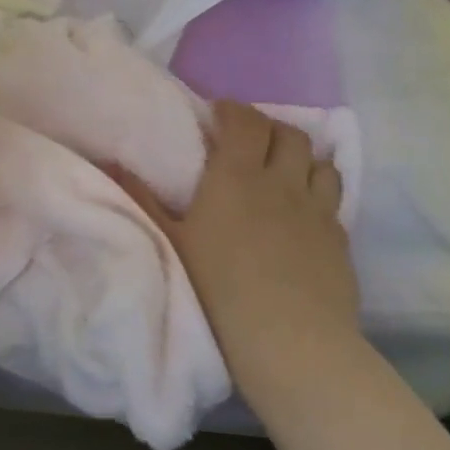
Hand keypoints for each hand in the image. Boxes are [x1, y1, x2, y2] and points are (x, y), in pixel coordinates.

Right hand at [119, 102, 361, 416]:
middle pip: (288, 134)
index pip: (245, 121)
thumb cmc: (218, 288)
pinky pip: (333, 199)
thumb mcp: (170, 242)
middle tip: (248, 139)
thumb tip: (110, 163)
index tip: (218, 113)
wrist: (289, 340)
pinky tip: (305, 211)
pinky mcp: (339, 238)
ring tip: (284, 169)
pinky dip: (318, 191)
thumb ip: (142, 199)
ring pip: (320, 162)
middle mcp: (282, 182)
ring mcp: (317, 209)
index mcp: (237, 176)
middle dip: (268, 127)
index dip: (233, 110)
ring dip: (301, 157)